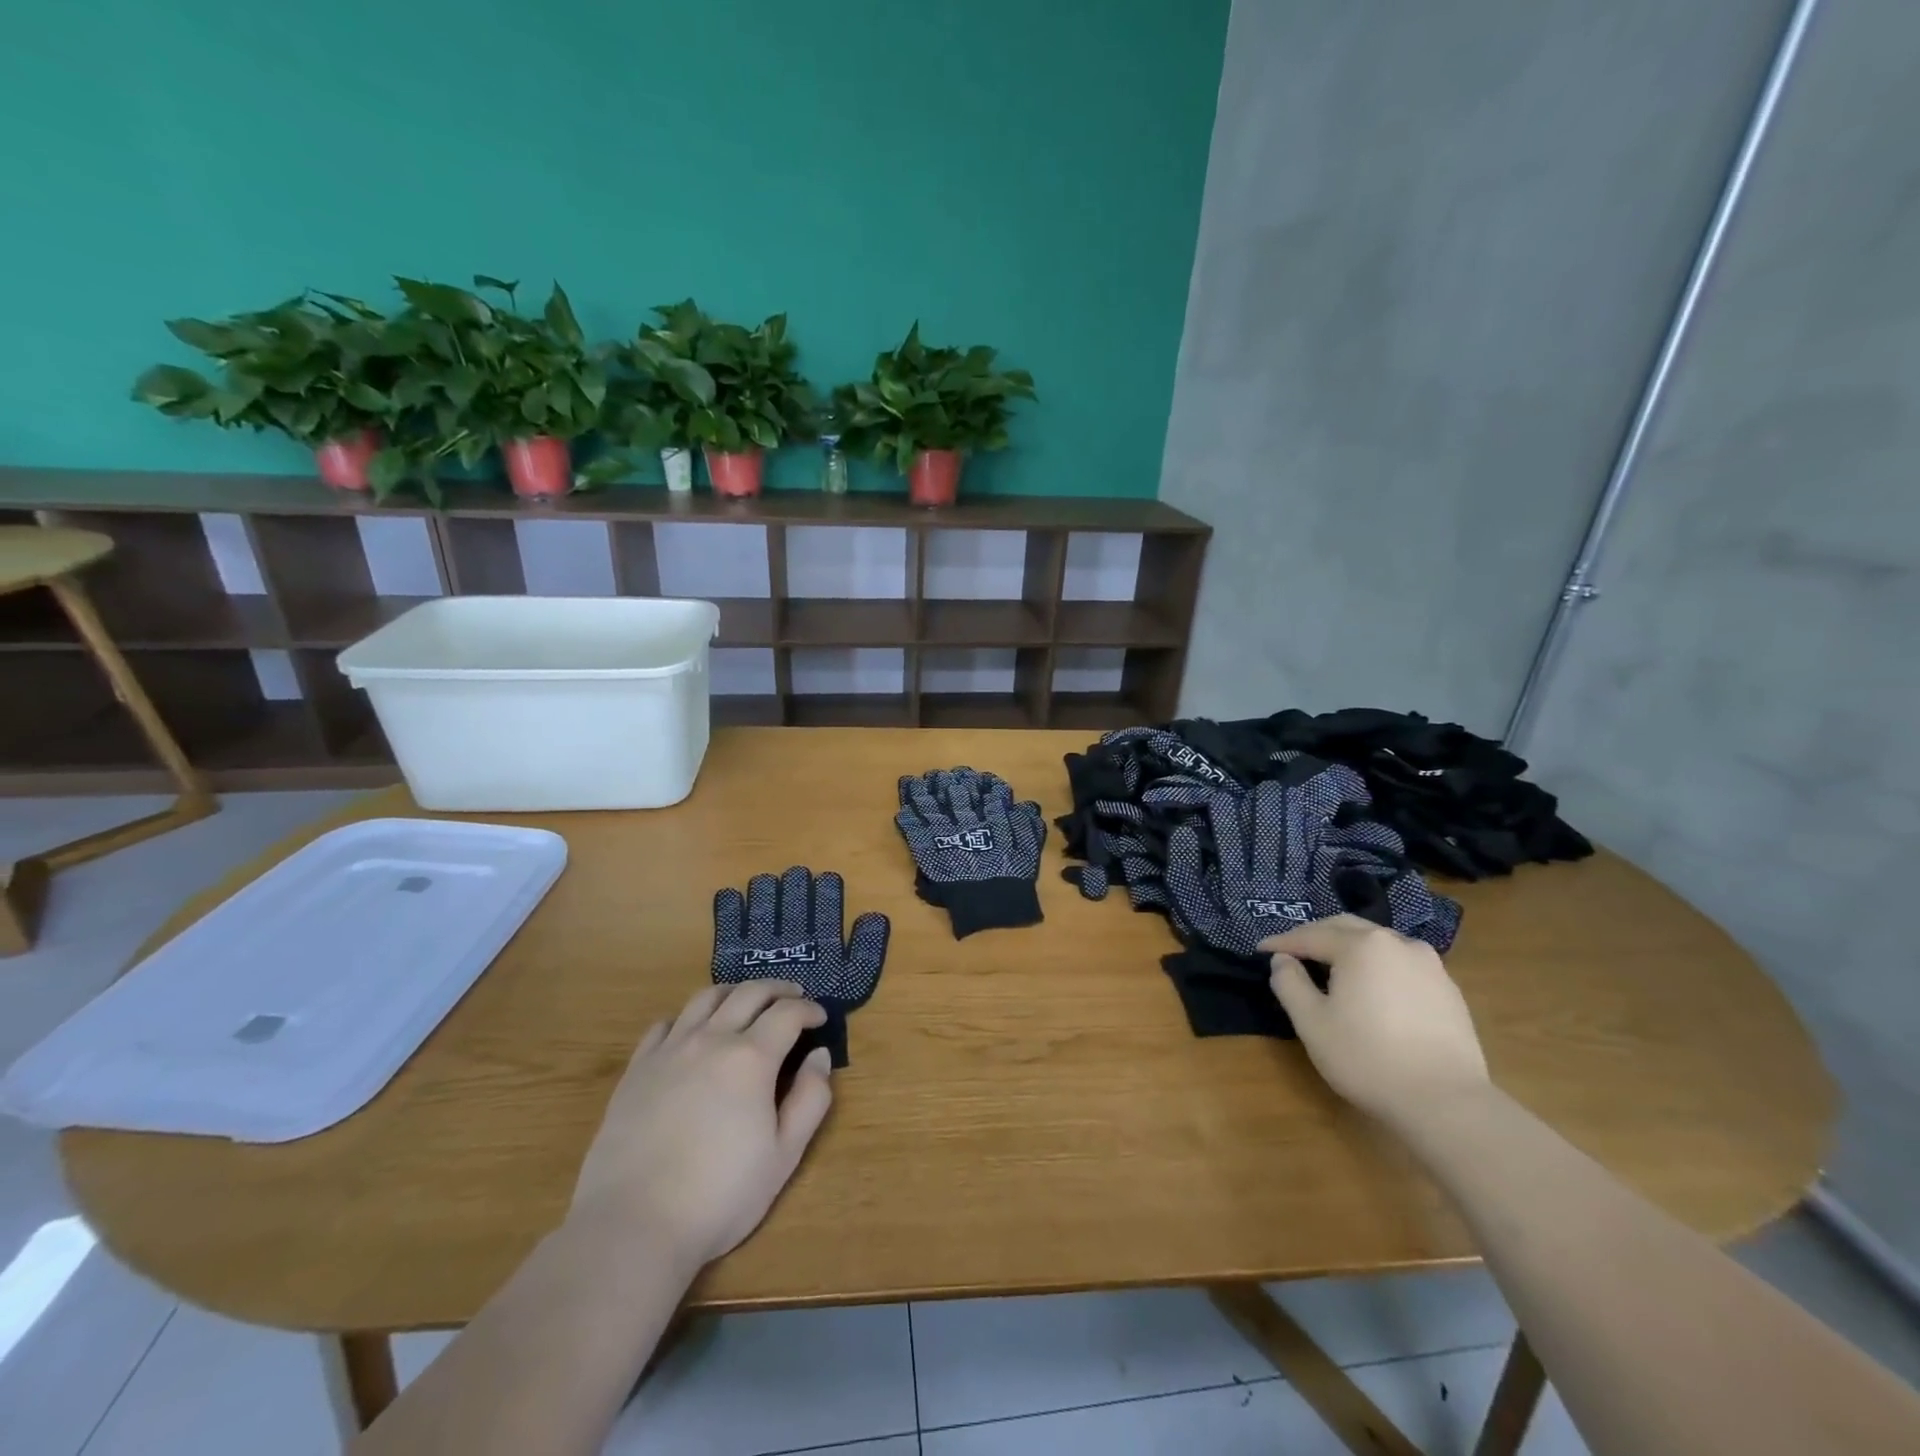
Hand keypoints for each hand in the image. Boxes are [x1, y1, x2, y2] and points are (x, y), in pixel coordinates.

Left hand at [570, 981, 833, 1266]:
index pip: (788, 1013)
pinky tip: (692, 1032)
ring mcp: (670, 1050)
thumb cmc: (720, 1195)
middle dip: (778, 990)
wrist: (633, 1224)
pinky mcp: (637, 1069)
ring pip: (705, 998)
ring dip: (734, 992)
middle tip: (793, 996)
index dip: (809, 1009)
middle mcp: (712, 1039)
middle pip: (749, 993)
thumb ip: (810, 1099)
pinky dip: (686, 1018)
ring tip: (745, 1002)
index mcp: (752, 1058)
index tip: (820, 1018)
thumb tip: (820, 1055)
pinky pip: (663, 1025)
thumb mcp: (784, 1155)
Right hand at [1261, 914, 1489, 1128]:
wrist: (1447, 1102)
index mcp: (1361, 945)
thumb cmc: (1368, 1058)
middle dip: (1315, 936)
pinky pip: (1402, 964)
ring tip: (1332, 967)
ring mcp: (1429, 964)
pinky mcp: (1449, 989)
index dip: (1282, 943)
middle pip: (1346, 928)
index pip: (1310, 935)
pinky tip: (1372, 989)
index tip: (1260, 950)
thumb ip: (1289, 983)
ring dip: (1349, 948)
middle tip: (1292, 951)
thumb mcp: (1312, 1022)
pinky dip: (1378, 967)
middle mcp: (1396, 942)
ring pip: (1378, 943)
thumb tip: (1282, 961)